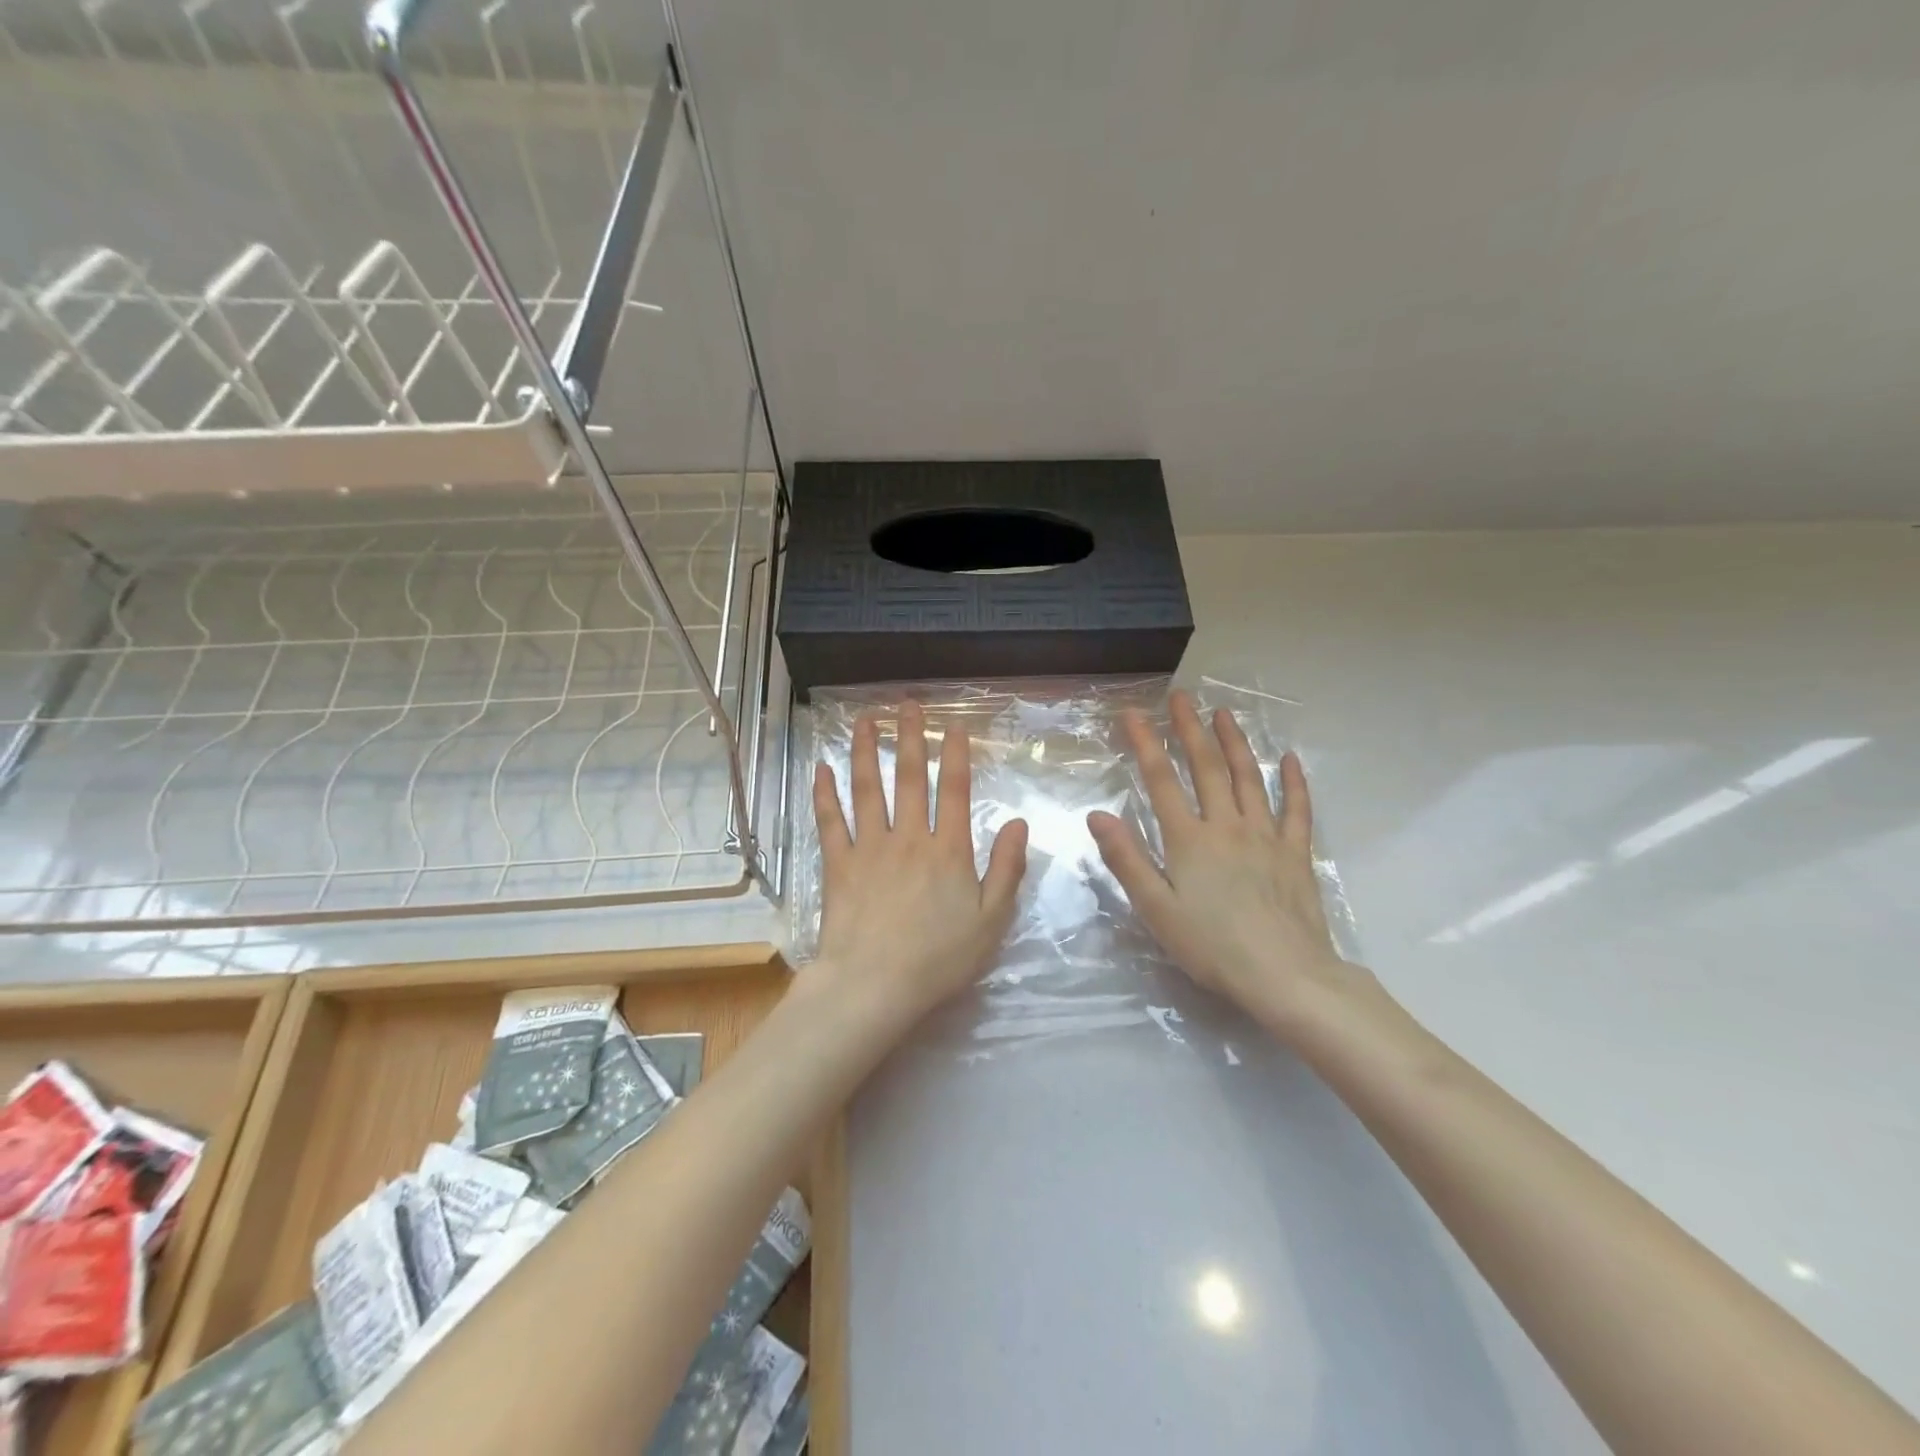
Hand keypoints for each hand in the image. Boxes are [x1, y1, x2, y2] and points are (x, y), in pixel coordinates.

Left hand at [811, 701, 1028, 1035]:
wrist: (874, 985)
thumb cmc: (939, 958)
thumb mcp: (992, 920)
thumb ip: (1007, 868)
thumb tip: (1018, 822)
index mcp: (948, 850)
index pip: (954, 790)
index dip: (954, 754)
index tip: (953, 724)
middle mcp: (909, 837)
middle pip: (909, 778)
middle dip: (909, 737)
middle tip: (906, 705)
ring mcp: (869, 848)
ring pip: (866, 789)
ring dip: (864, 751)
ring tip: (863, 720)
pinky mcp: (839, 865)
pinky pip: (830, 821)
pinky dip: (824, 793)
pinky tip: (820, 768)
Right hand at [1088, 691, 1365, 1028]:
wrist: (1286, 976)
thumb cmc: (1212, 947)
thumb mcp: (1157, 909)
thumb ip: (1127, 859)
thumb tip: (1097, 815)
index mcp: (1189, 839)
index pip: (1162, 780)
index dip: (1145, 743)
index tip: (1132, 714)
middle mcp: (1227, 826)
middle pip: (1207, 768)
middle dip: (1190, 730)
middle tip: (1181, 698)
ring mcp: (1266, 836)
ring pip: (1248, 778)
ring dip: (1235, 742)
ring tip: (1224, 713)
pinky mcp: (1296, 853)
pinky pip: (1296, 810)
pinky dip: (1292, 782)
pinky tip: (1289, 759)